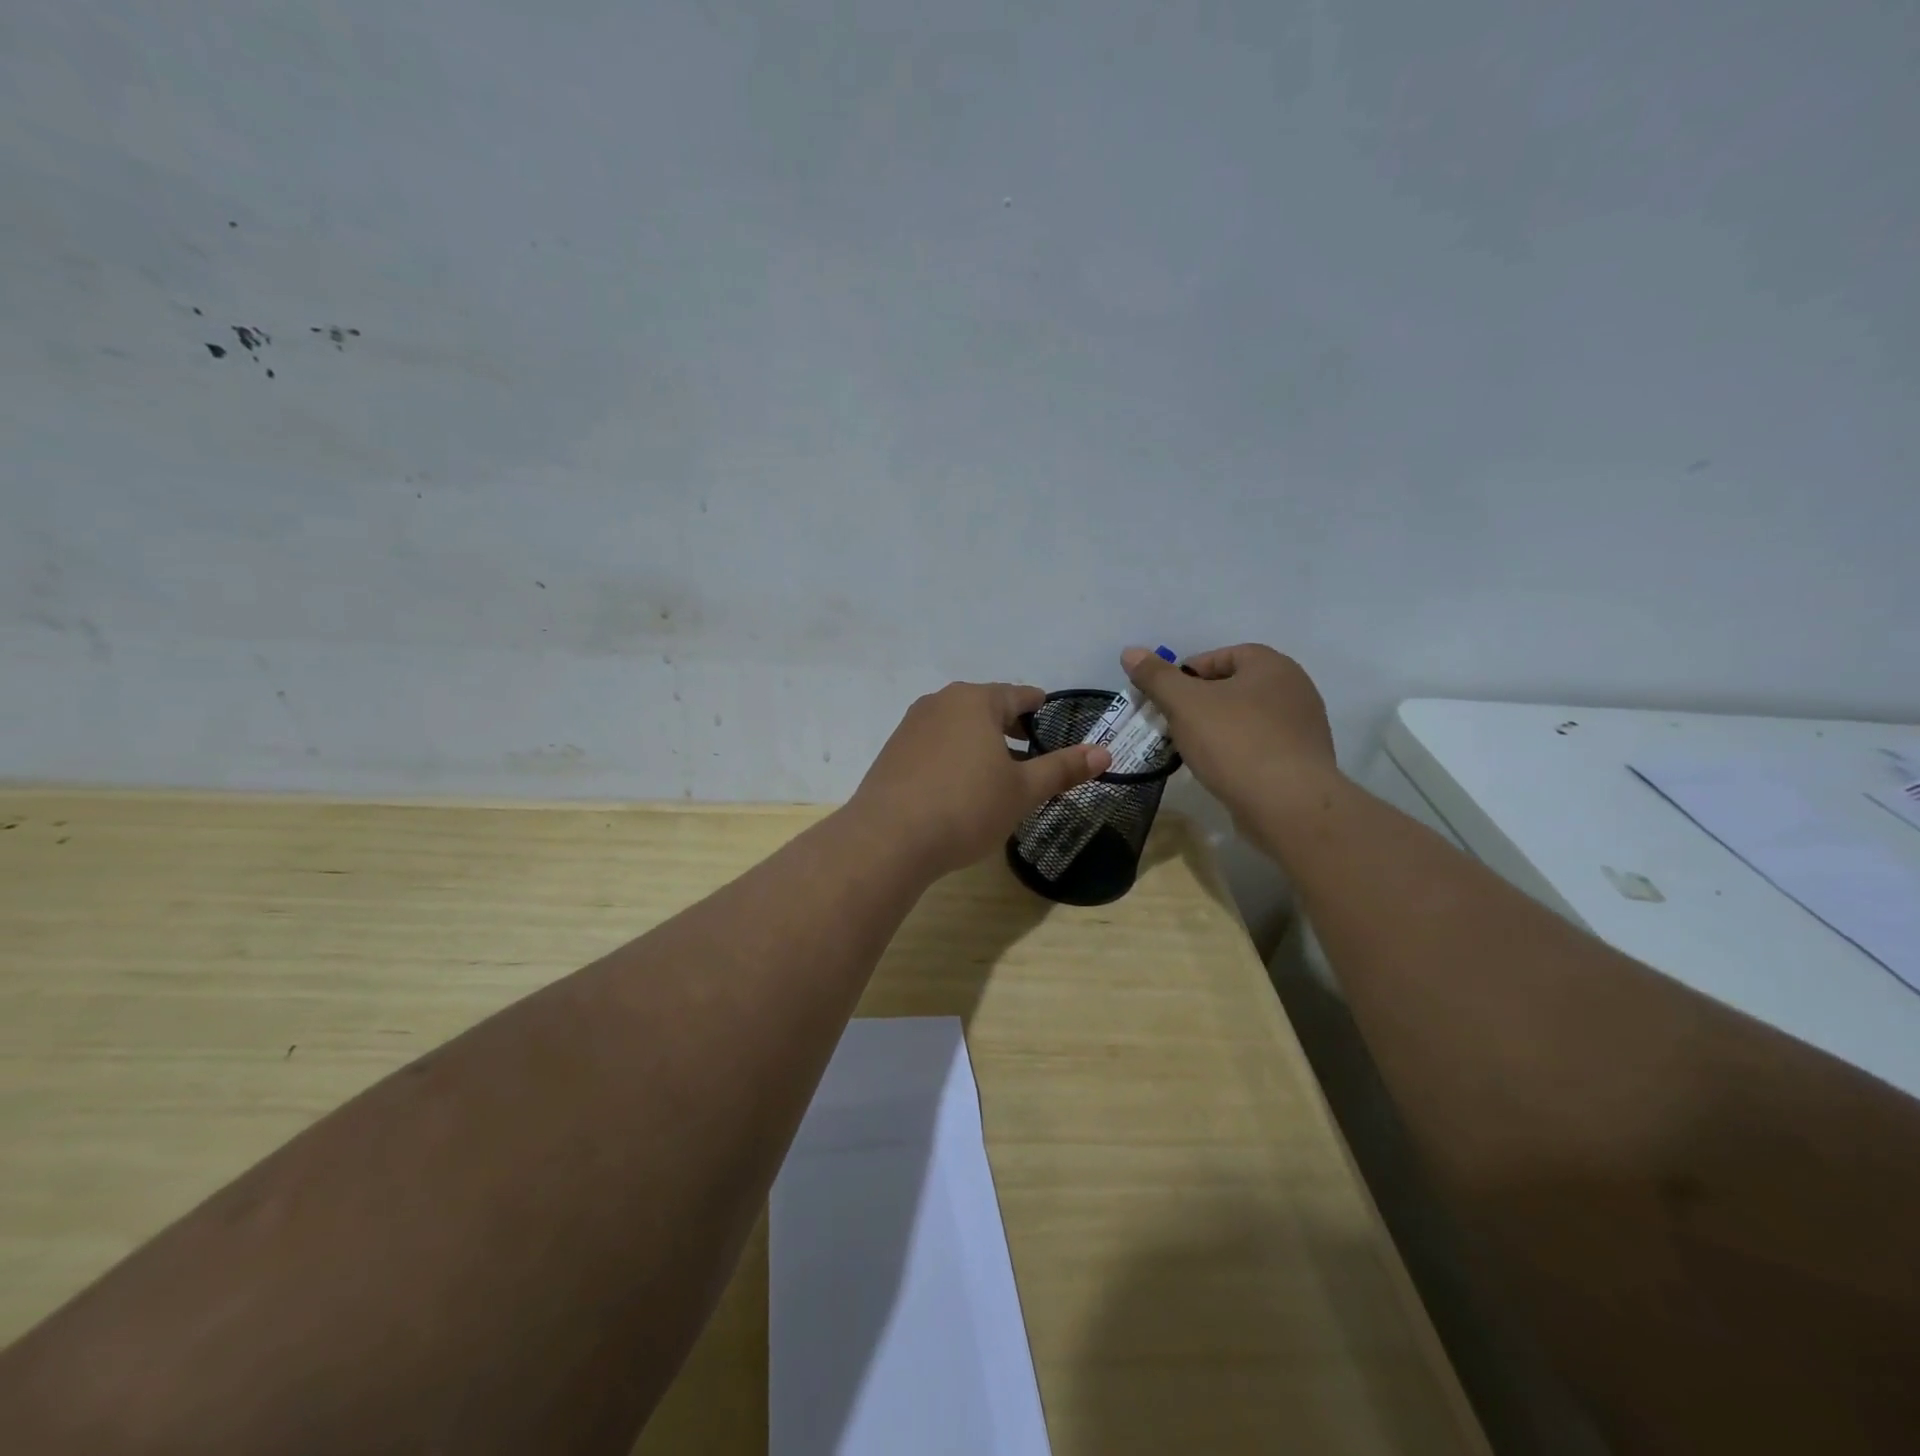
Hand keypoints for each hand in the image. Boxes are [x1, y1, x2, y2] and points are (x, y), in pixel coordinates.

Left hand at [849, 682, 1110, 876]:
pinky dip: (954, 755)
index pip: (1017, 694)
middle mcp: (940, 703)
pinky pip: (934, 744)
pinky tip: (959, 785)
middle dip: (1009, 725)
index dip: (1038, 706)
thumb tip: (1104, 752)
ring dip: (980, 741)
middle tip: (1030, 747)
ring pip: (957, 725)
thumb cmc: (966, 807)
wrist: (889, 838)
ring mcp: (911, 726)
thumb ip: (1062, 769)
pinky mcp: (893, 752)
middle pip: (985, 707)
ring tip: (997, 769)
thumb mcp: (1022, 791)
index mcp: (975, 701)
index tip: (1050, 714)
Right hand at [1121, 644, 1337, 836]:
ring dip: (1218, 728)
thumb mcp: (1184, 704)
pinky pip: (1261, 746)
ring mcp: (1303, 726)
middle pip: (1234, 687)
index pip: (1221, 656)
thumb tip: (1130, 652)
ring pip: (1247, 718)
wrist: (1288, 805)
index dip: (1187, 674)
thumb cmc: (1234, 742)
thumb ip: (1156, 677)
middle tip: (1173, 723)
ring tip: (1192, 749)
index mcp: (1271, 665)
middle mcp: (1294, 688)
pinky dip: (1237, 752)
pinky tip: (1220, 770)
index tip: (1165, 698)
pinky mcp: (1303, 761)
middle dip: (1200, 702)